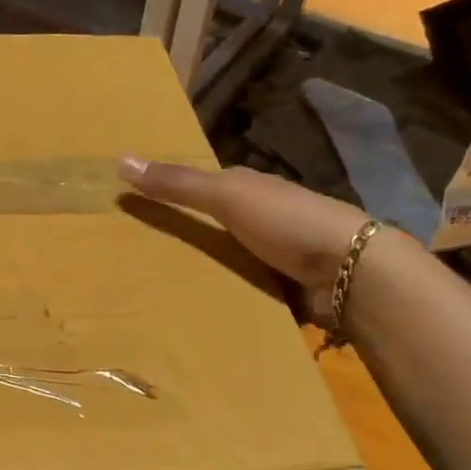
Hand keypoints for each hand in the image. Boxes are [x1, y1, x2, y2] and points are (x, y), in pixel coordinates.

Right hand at [119, 157, 381, 327]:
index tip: (134, 208)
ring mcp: (274, 255)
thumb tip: (121, 159)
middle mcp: (262, 218)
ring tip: (155, 291)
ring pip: (225, 259)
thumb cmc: (286, 222)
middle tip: (135, 258)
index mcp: (249, 189)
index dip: (171, 194)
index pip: (203, 187)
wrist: (349, 271)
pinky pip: (240, 290)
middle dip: (183, 238)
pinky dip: (221, 296)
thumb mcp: (226, 196)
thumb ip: (178, 184)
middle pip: (213, 225)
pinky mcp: (281, 288)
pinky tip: (194, 310)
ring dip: (201, 271)